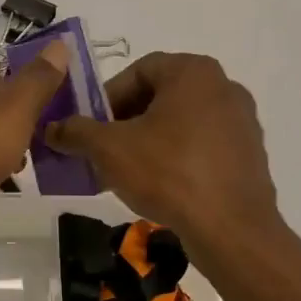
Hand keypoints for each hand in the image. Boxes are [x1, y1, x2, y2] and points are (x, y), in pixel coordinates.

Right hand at [46, 52, 287, 256]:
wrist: (231, 229)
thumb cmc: (168, 174)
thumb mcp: (109, 150)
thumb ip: (76, 132)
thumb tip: (52, 129)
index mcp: (193, 72)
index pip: (138, 71)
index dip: (107, 98)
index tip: (90, 127)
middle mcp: (223, 86)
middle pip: (160, 96)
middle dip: (125, 122)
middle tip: (103, 150)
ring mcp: (242, 121)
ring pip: (180, 123)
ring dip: (149, 141)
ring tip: (126, 172)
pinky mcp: (249, 154)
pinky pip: (202, 146)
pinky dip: (176, 158)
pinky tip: (159, 187)